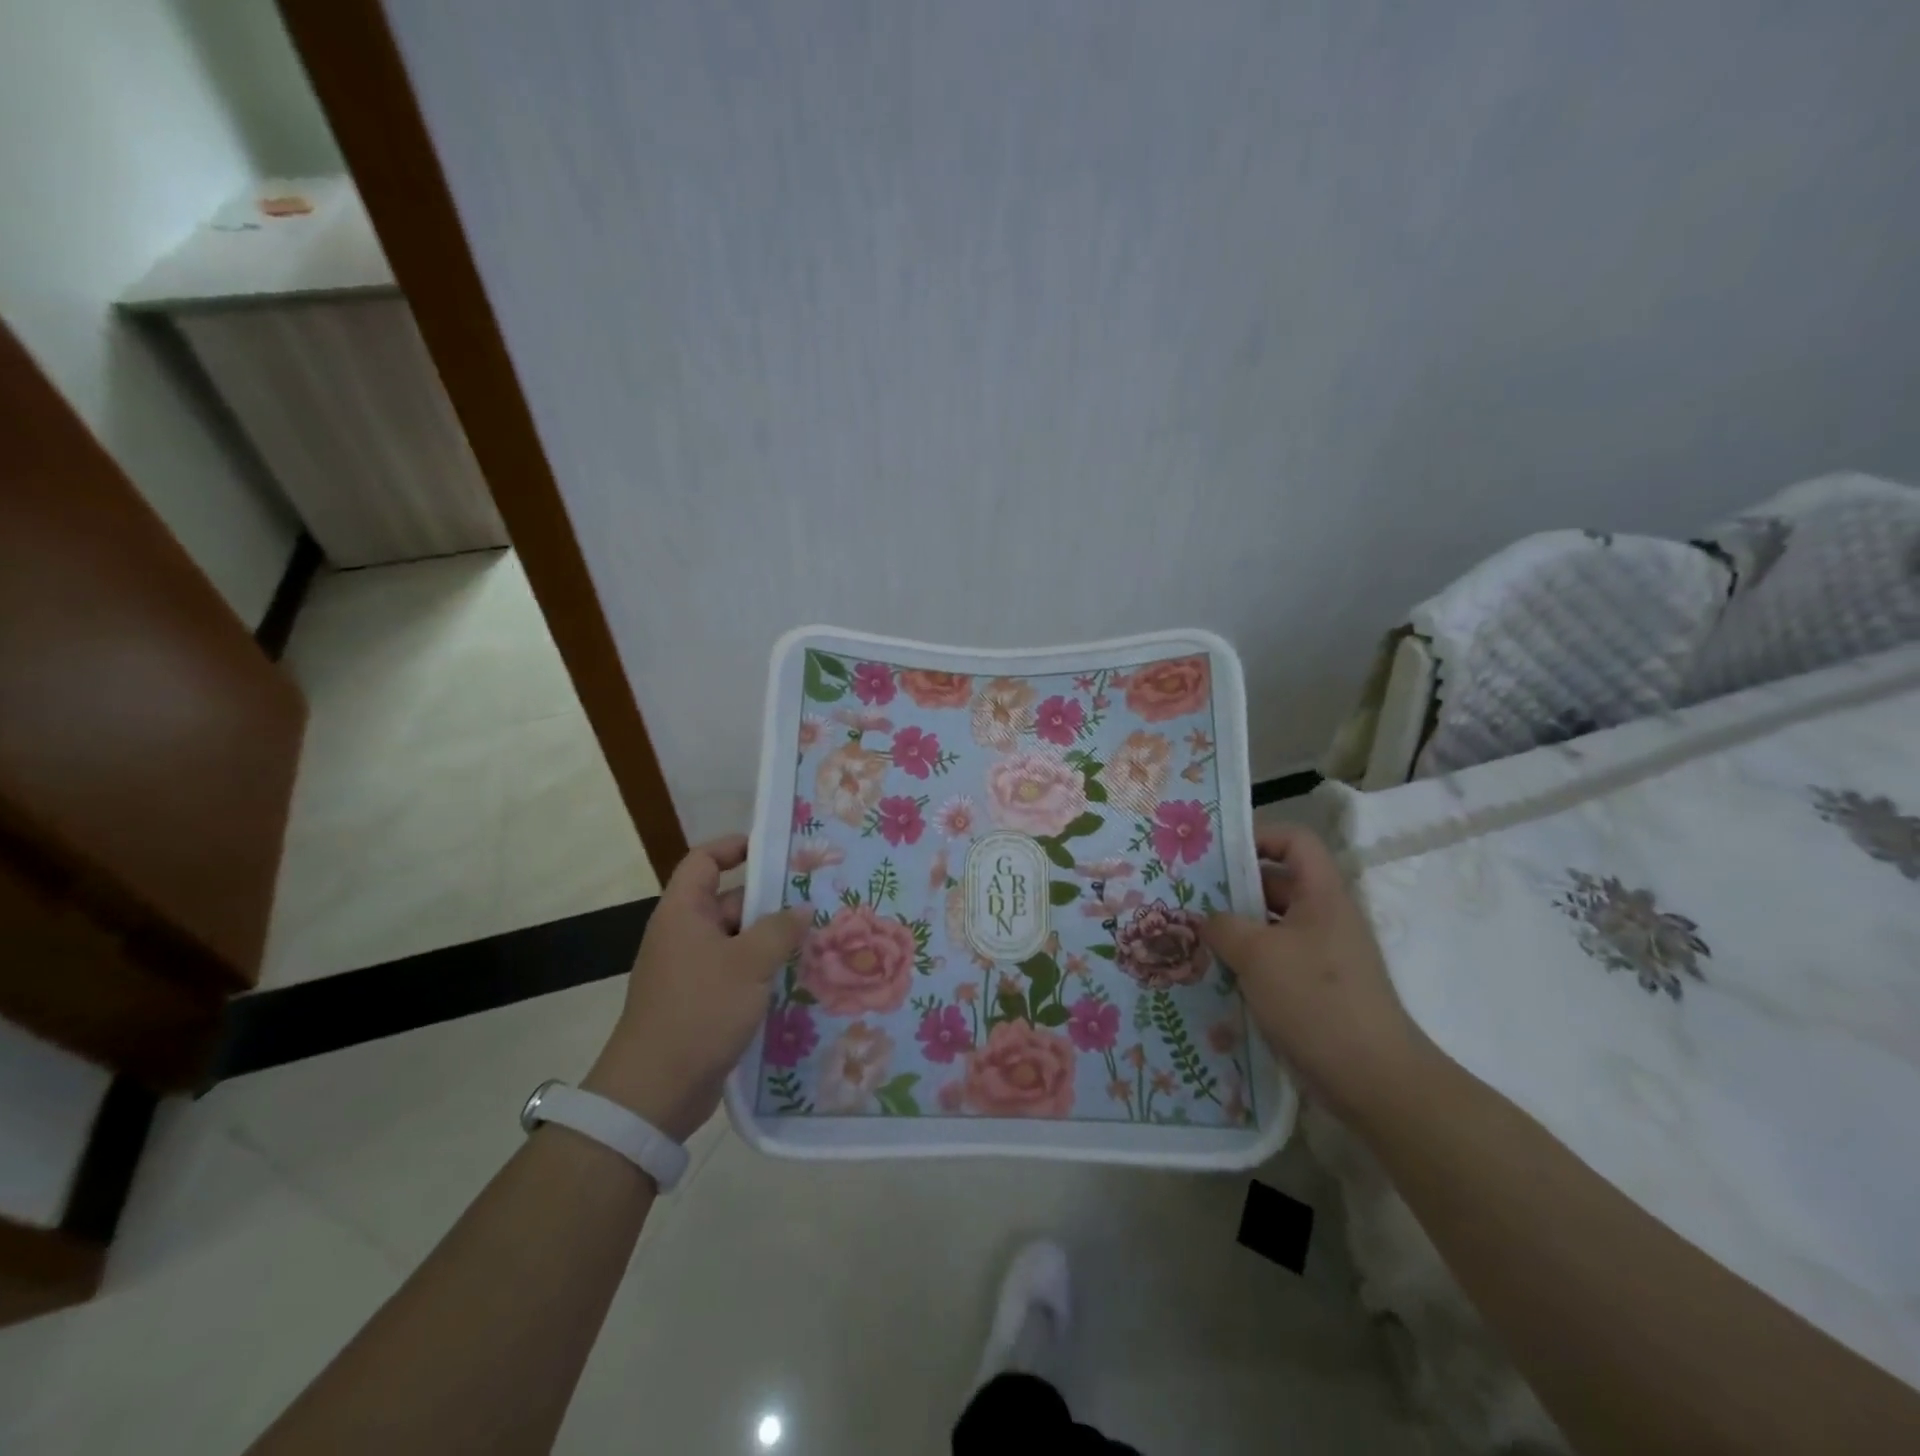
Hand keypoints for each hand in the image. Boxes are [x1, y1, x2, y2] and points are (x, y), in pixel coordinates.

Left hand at [584, 834, 806, 1140]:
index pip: (704, 861)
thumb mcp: (749, 963)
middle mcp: (684, 935)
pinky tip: (798, 979)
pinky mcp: (701, 1002)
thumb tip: (803, 909)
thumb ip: (780, 930)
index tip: (776, 850)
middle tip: (816, 900)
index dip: (735, 847)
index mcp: (683, 912)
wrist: (655, 1091)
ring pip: (738, 940)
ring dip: (772, 940)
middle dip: (770, 901)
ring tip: (818, 939)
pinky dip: (762, 971)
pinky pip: (736, 972)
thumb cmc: (700, 1010)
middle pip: (729, 900)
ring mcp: (691, 970)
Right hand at [1203, 824, 1431, 1125]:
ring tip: (1192, 938)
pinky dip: (1246, 964)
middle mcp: (1324, 919)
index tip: (1217, 854)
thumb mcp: (1257, 954)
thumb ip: (1223, 926)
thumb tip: (1208, 920)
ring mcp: (1321, 957)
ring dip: (1235, 930)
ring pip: (1270, 927)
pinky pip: (1274, 962)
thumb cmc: (1316, 1000)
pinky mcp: (1315, 991)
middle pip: (1277, 884)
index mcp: (1321, 896)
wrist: (1374, 1080)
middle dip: (1232, 888)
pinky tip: (1214, 976)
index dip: (1259, 837)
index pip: (1295, 842)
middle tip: (1187, 897)